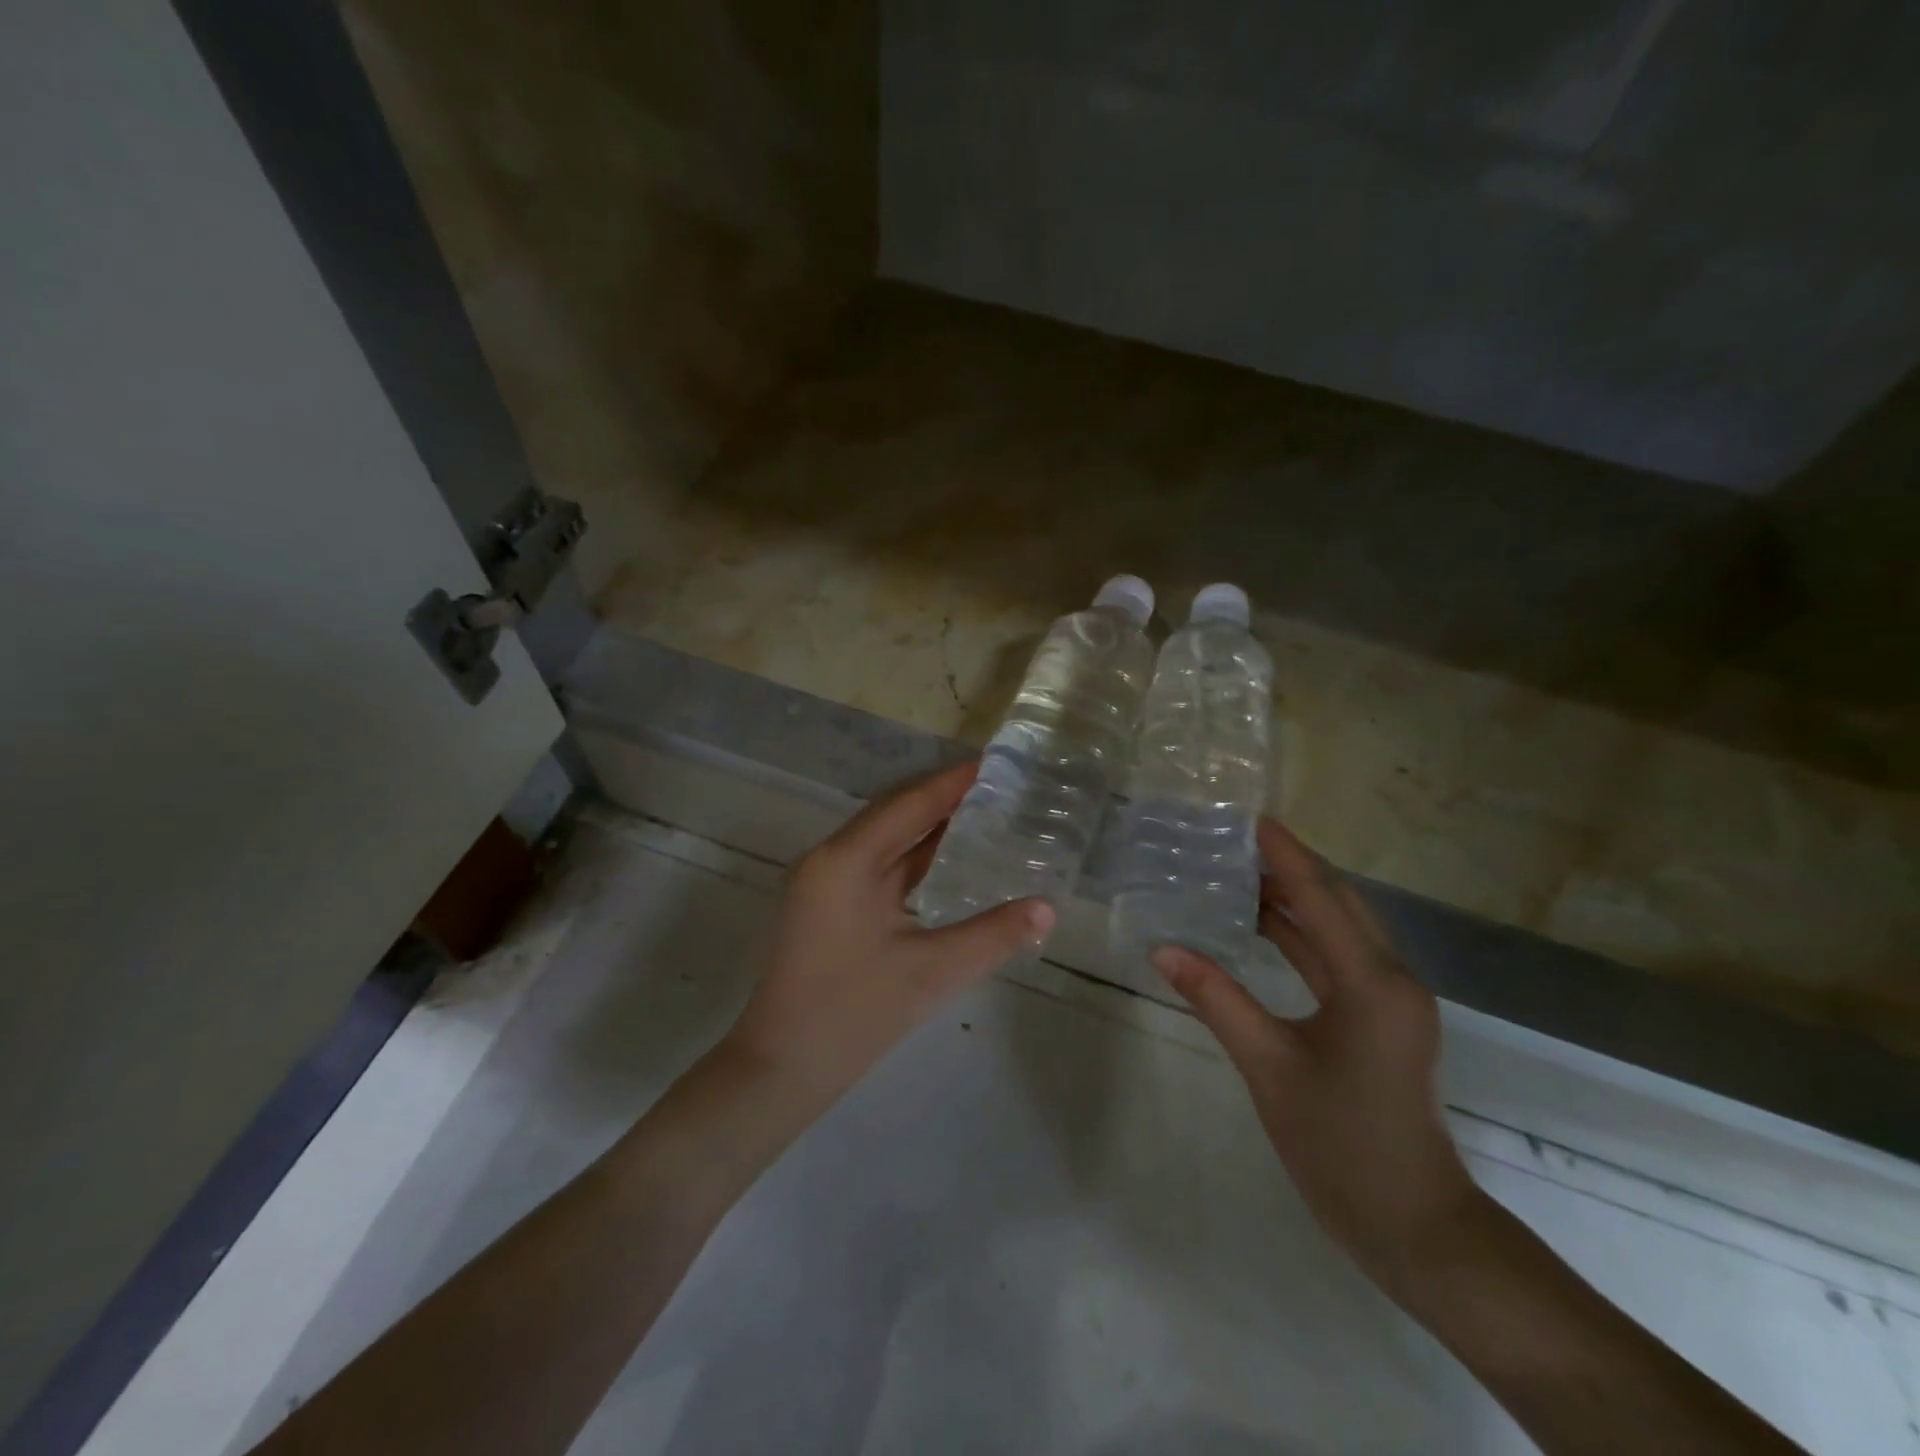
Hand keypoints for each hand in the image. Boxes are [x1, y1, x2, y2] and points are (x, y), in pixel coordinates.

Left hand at [723, 761, 1053, 1101]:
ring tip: (982, 814)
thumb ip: (993, 935)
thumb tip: (1048, 909)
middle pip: (894, 814)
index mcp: (846, 860)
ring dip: (928, 827)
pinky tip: (946, 860)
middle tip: (998, 788)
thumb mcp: (931, 972)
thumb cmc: (853, 1015)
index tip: (994, 765)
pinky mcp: (829, 905)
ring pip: (885, 839)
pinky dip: (913, 856)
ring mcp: (825, 882)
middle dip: (943, 799)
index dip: (952, 784)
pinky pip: (878, 865)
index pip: (908, 804)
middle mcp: (831, 858)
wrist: (781, 1068)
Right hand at [1151, 818, 1478, 1293]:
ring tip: (1241, 872)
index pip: (1322, 897)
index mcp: (1372, 982)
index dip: (1286, 854)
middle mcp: (1391, 979)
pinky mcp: (1382, 1019)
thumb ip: (1216, 999)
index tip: (1251, 818)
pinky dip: (1302, 936)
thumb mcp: (1268, 1066)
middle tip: (1237, 840)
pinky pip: (1339, 959)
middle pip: (1340, 903)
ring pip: (1340, 930)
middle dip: (1292, 867)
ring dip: (1297, 900)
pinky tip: (1264, 926)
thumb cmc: (1340, 1144)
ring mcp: (1390, 1000)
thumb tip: (1163, 948)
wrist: (1413, 1225)